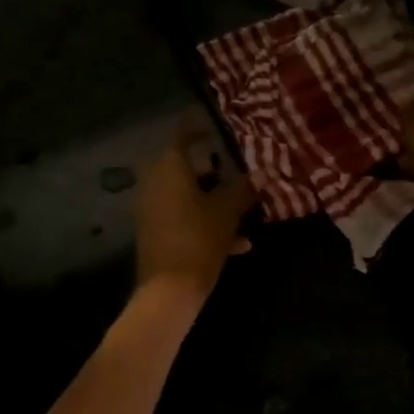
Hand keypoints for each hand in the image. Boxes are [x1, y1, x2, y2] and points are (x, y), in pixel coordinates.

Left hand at [134, 119, 255, 305]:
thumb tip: (262, 172)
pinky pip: (182, 216)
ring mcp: (151, 208)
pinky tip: (238, 244)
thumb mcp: (228, 212)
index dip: (198, 127)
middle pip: (184, 166)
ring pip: (186, 194)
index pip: (182, 134)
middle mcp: (154, 182)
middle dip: (211, 169)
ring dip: (212, 199)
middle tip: (233, 168)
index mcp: (169, 168)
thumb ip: (244, 189)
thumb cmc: (199, 239)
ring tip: (243, 211)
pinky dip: (205, 221)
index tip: (213, 123)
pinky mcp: (154, 231)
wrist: (168, 289)